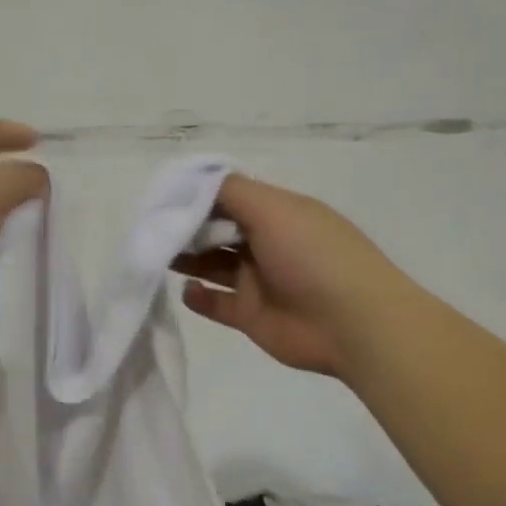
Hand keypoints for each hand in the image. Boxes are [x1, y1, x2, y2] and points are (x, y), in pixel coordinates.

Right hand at [173, 174, 398, 378]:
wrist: (351, 324)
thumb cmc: (313, 256)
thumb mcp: (274, 208)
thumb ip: (230, 192)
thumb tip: (194, 182)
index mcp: (278, 214)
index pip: (230, 197)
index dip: (198, 196)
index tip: (164, 199)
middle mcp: (267, 243)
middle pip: (218, 230)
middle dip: (187, 227)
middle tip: (154, 229)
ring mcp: (259, 281)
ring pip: (214, 265)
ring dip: (187, 259)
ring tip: (158, 256)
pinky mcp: (251, 316)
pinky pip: (217, 304)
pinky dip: (198, 297)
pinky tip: (187, 290)